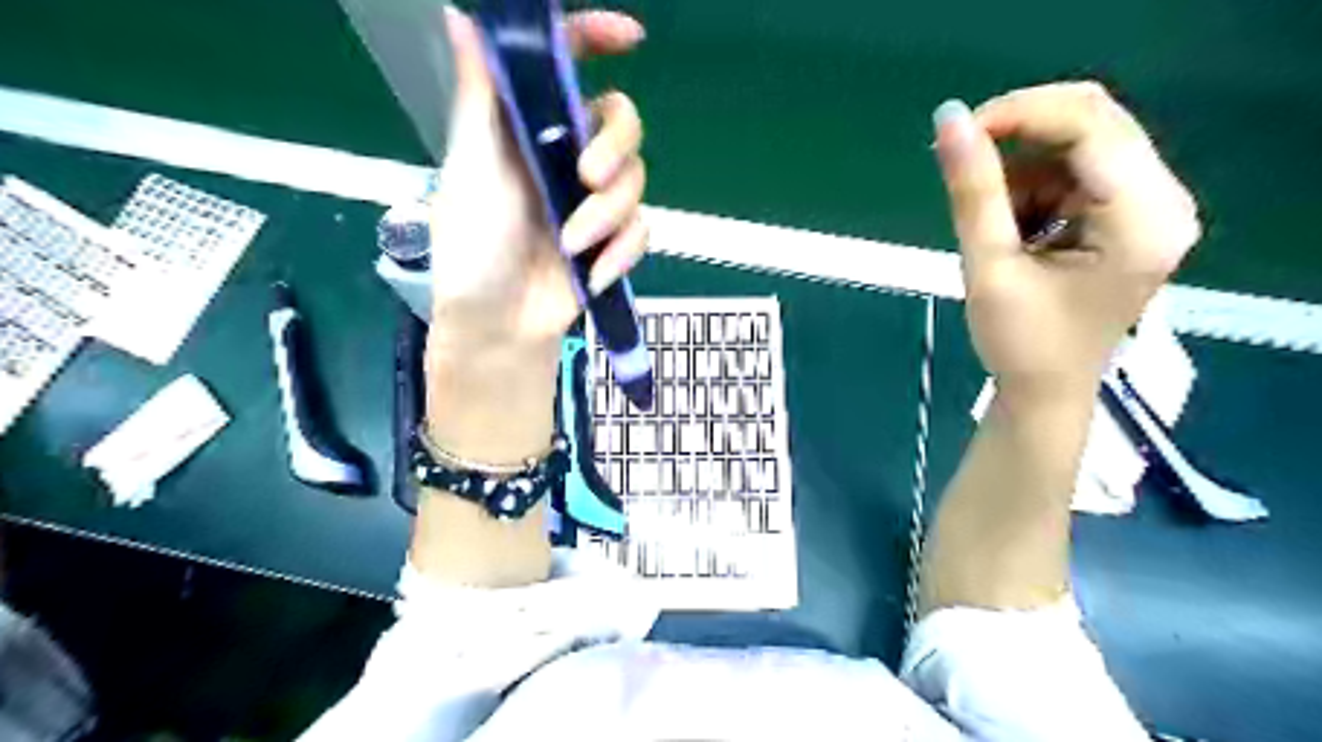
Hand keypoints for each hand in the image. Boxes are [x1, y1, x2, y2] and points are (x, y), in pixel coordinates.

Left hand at [425, 6, 647, 350]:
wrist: (500, 325)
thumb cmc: (472, 248)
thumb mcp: (472, 168)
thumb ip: (482, 98)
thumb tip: (459, 16)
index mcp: (528, 131)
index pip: (566, 68)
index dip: (596, 40)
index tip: (631, 39)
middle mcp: (564, 159)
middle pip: (622, 124)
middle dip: (615, 149)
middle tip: (588, 178)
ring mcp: (592, 203)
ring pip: (636, 181)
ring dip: (607, 216)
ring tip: (573, 247)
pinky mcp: (612, 243)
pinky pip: (641, 230)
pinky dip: (620, 252)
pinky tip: (592, 274)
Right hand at [933, 82, 1204, 398]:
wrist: (1045, 392)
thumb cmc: (1020, 343)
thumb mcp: (988, 267)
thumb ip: (972, 191)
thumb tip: (947, 119)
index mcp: (1142, 218)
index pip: (1090, 125)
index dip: (1019, 114)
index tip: (957, 135)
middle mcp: (1164, 200)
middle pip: (1094, 123)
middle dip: (1019, 135)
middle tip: (962, 162)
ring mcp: (1151, 207)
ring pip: (1080, 145)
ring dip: (1024, 171)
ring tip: (993, 226)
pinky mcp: (1130, 216)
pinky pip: (1078, 172)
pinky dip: (1034, 188)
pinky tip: (1016, 230)